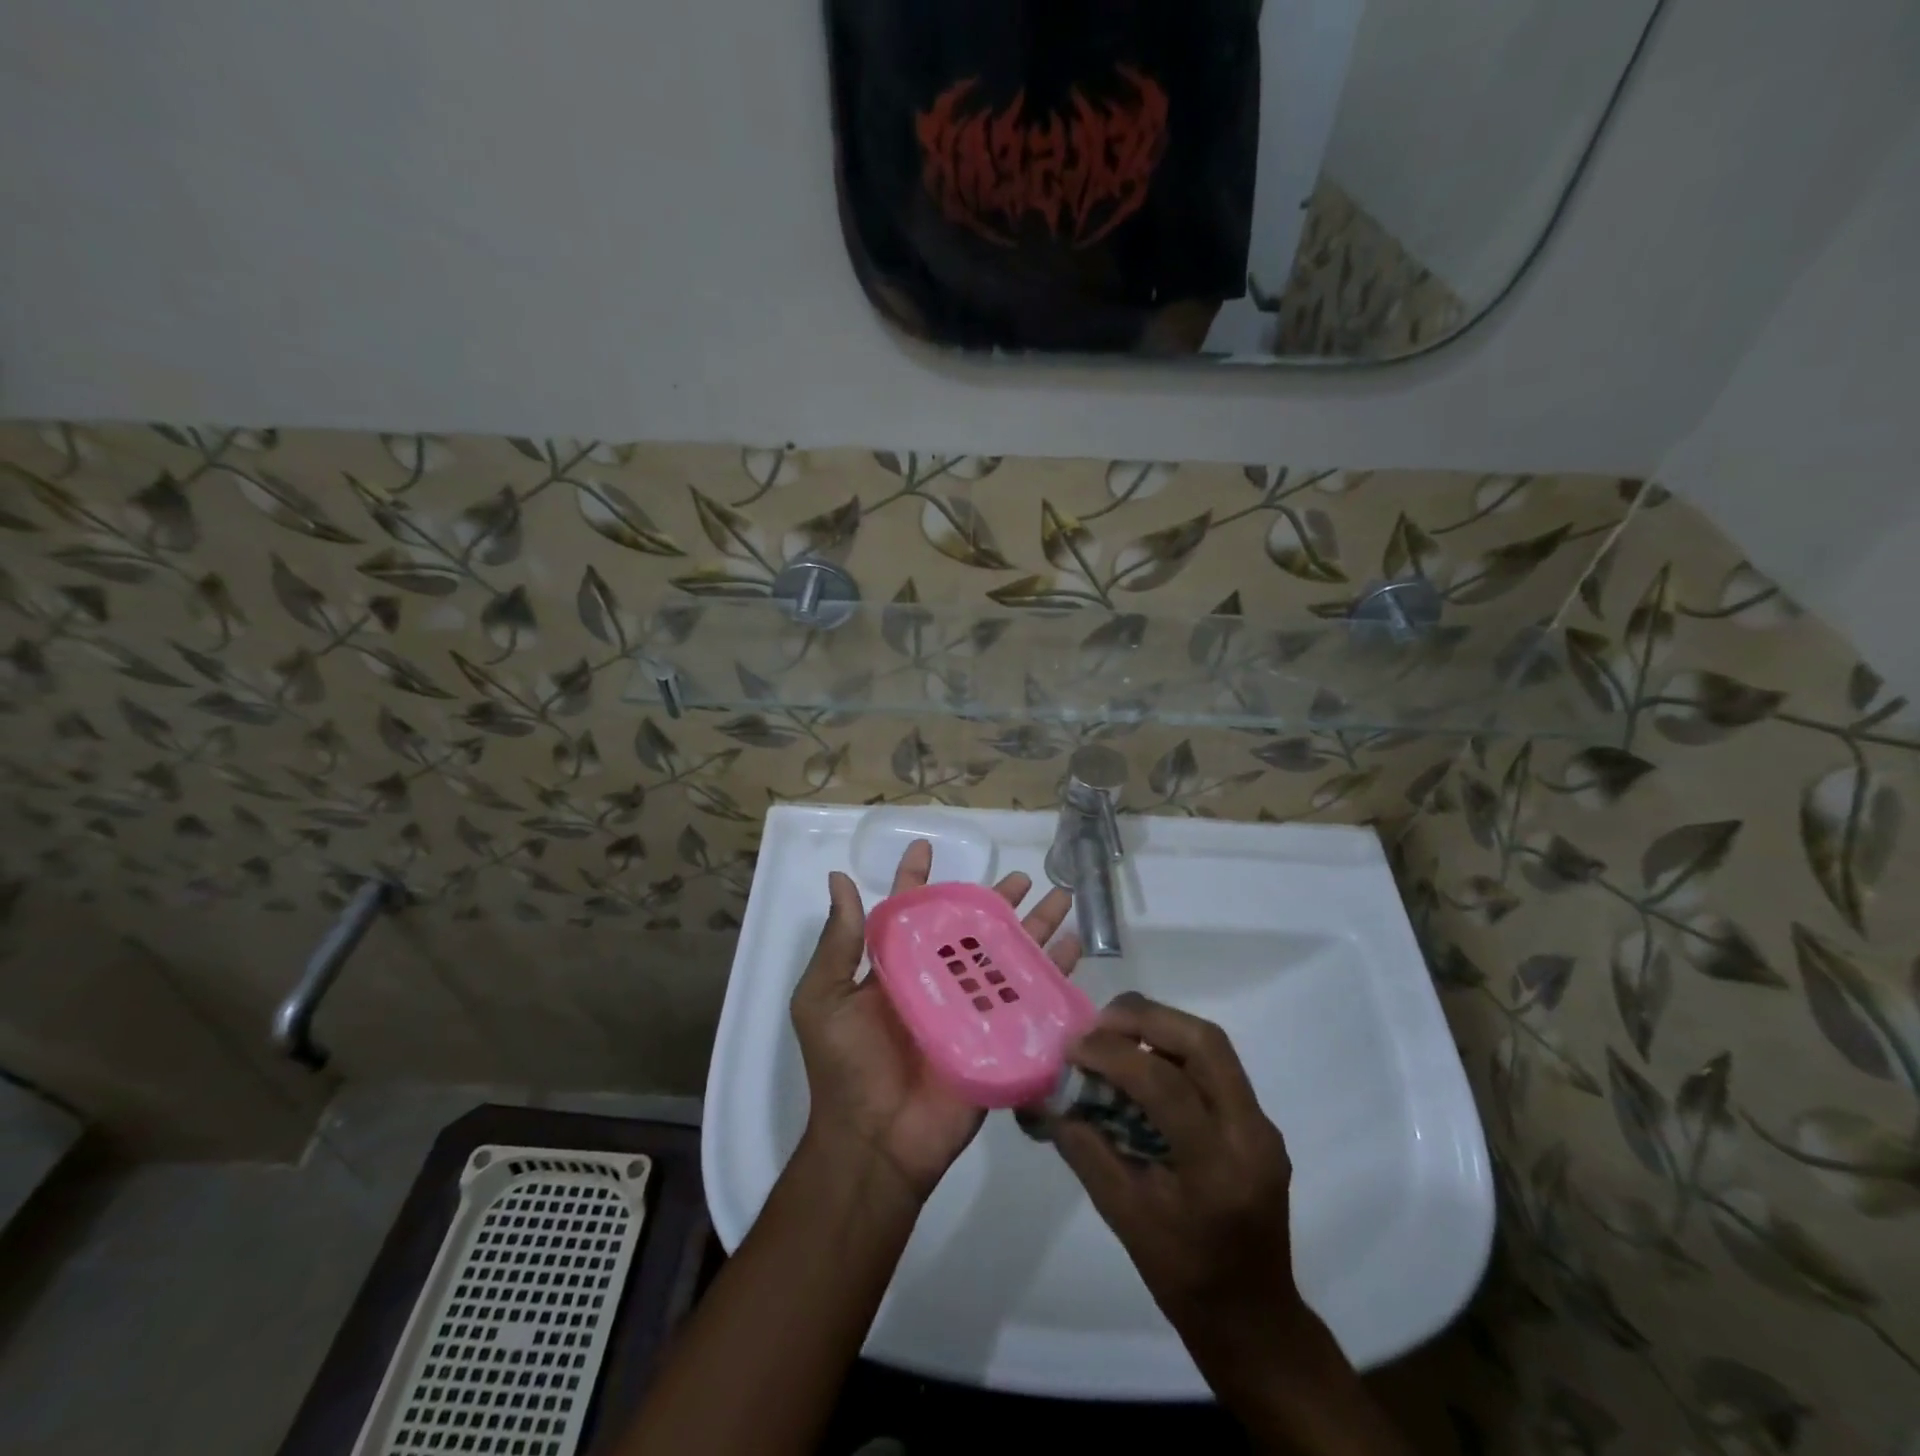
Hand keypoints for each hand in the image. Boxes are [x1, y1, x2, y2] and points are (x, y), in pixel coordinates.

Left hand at [790, 839, 1079, 1203]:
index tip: (927, 847)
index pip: (910, 912)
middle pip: (972, 930)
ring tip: (1061, 899)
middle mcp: (936, 981)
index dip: (918, 879)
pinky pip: (1030, 999)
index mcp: (896, 969)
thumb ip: (839, 942)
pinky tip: (1074, 948)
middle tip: (1022, 877)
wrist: (875, 1143)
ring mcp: (971, 1010)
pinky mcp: (998, 1039)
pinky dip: (1054, 973)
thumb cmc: (845, 1065)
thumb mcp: (824, 998)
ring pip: (1008, 957)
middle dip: (996, 901)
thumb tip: (839, 878)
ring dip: (1036, 928)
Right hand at [1051, 994, 1315, 1396]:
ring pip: (1212, 1045)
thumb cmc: (1183, 1277)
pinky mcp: (1258, 1122)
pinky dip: (1173, 1051)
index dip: (1114, 1055)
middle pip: (1204, 1042)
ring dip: (1160, 1027)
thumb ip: (1085, 1150)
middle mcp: (1251, 1134)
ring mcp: (1262, 1125)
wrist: (1254, 1319)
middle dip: (1145, 1017)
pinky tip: (1141, 1064)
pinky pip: (1214, 1066)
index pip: (1166, 1085)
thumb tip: (1047, 1099)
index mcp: (1218, 1168)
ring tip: (1113, 1034)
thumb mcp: (1123, 1217)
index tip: (1072, 1048)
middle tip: (1097, 1024)